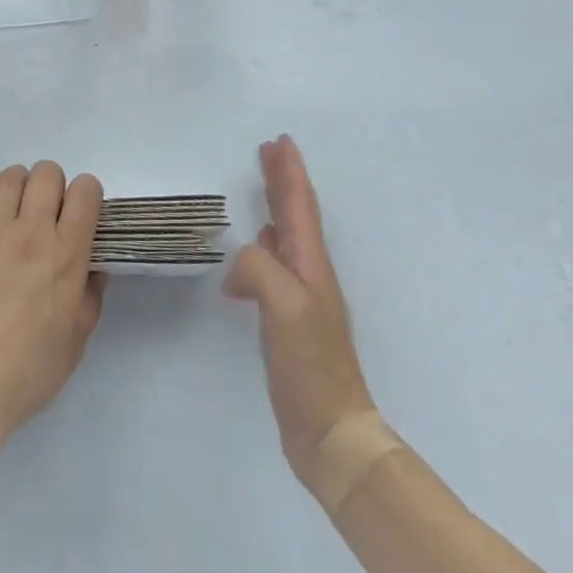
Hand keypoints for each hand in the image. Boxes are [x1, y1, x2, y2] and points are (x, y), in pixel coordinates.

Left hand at [0, 162, 106, 444]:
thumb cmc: (29, 370)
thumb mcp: (76, 340)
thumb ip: (90, 296)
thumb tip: (94, 268)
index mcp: (66, 254)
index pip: (86, 191)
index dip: (88, 194)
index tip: (83, 213)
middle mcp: (31, 232)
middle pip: (47, 173)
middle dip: (54, 184)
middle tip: (49, 211)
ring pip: (9, 178)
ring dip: (18, 184)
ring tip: (17, 204)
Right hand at [224, 135, 375, 492]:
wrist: (331, 431)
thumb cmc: (310, 363)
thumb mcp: (282, 305)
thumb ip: (258, 267)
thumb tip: (240, 262)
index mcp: (310, 264)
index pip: (300, 206)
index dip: (290, 172)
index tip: (280, 141)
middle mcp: (310, 273)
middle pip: (296, 214)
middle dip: (284, 179)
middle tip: (269, 150)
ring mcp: (302, 297)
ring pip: (287, 236)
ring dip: (277, 207)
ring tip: (264, 187)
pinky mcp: (290, 319)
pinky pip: (275, 264)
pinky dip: (265, 244)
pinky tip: (257, 247)